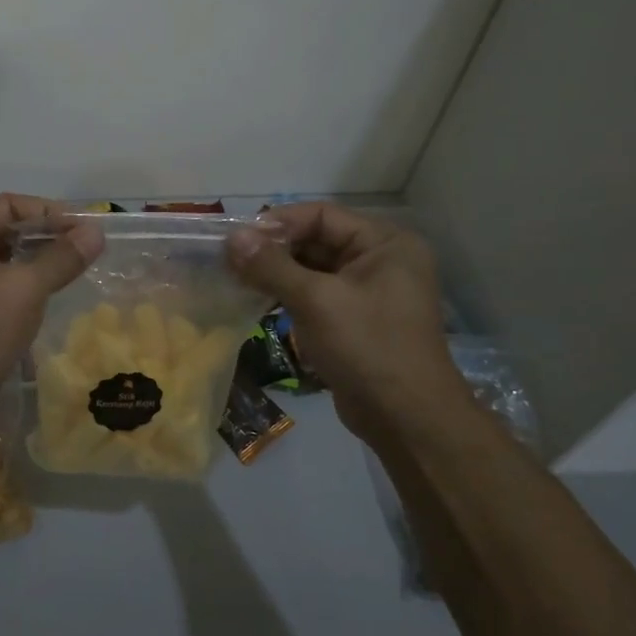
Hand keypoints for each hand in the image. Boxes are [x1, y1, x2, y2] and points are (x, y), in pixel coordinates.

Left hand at [0, 193, 102, 422]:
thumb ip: (62, 257)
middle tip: (85, 247)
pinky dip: (20, 284)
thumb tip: (96, 231)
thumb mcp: (25, 289)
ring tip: (73, 267)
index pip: (6, 204)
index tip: (86, 227)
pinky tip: (48, 294)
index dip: (49, 212)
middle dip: (43, 236)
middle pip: (1, 229)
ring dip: (34, 261)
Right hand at [226, 203, 471, 443]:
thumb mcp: (316, 301)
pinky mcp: (355, 318)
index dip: (278, 223)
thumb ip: (272, 266)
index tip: (237, 238)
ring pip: (312, 268)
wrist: (406, 419)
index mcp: (385, 243)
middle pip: (316, 239)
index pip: (322, 216)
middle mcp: (380, 259)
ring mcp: (368, 291)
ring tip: (236, 278)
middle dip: (273, 249)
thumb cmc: (367, 347)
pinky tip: (256, 298)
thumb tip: (232, 237)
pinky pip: (316, 294)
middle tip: (230, 260)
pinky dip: (287, 294)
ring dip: (276, 272)